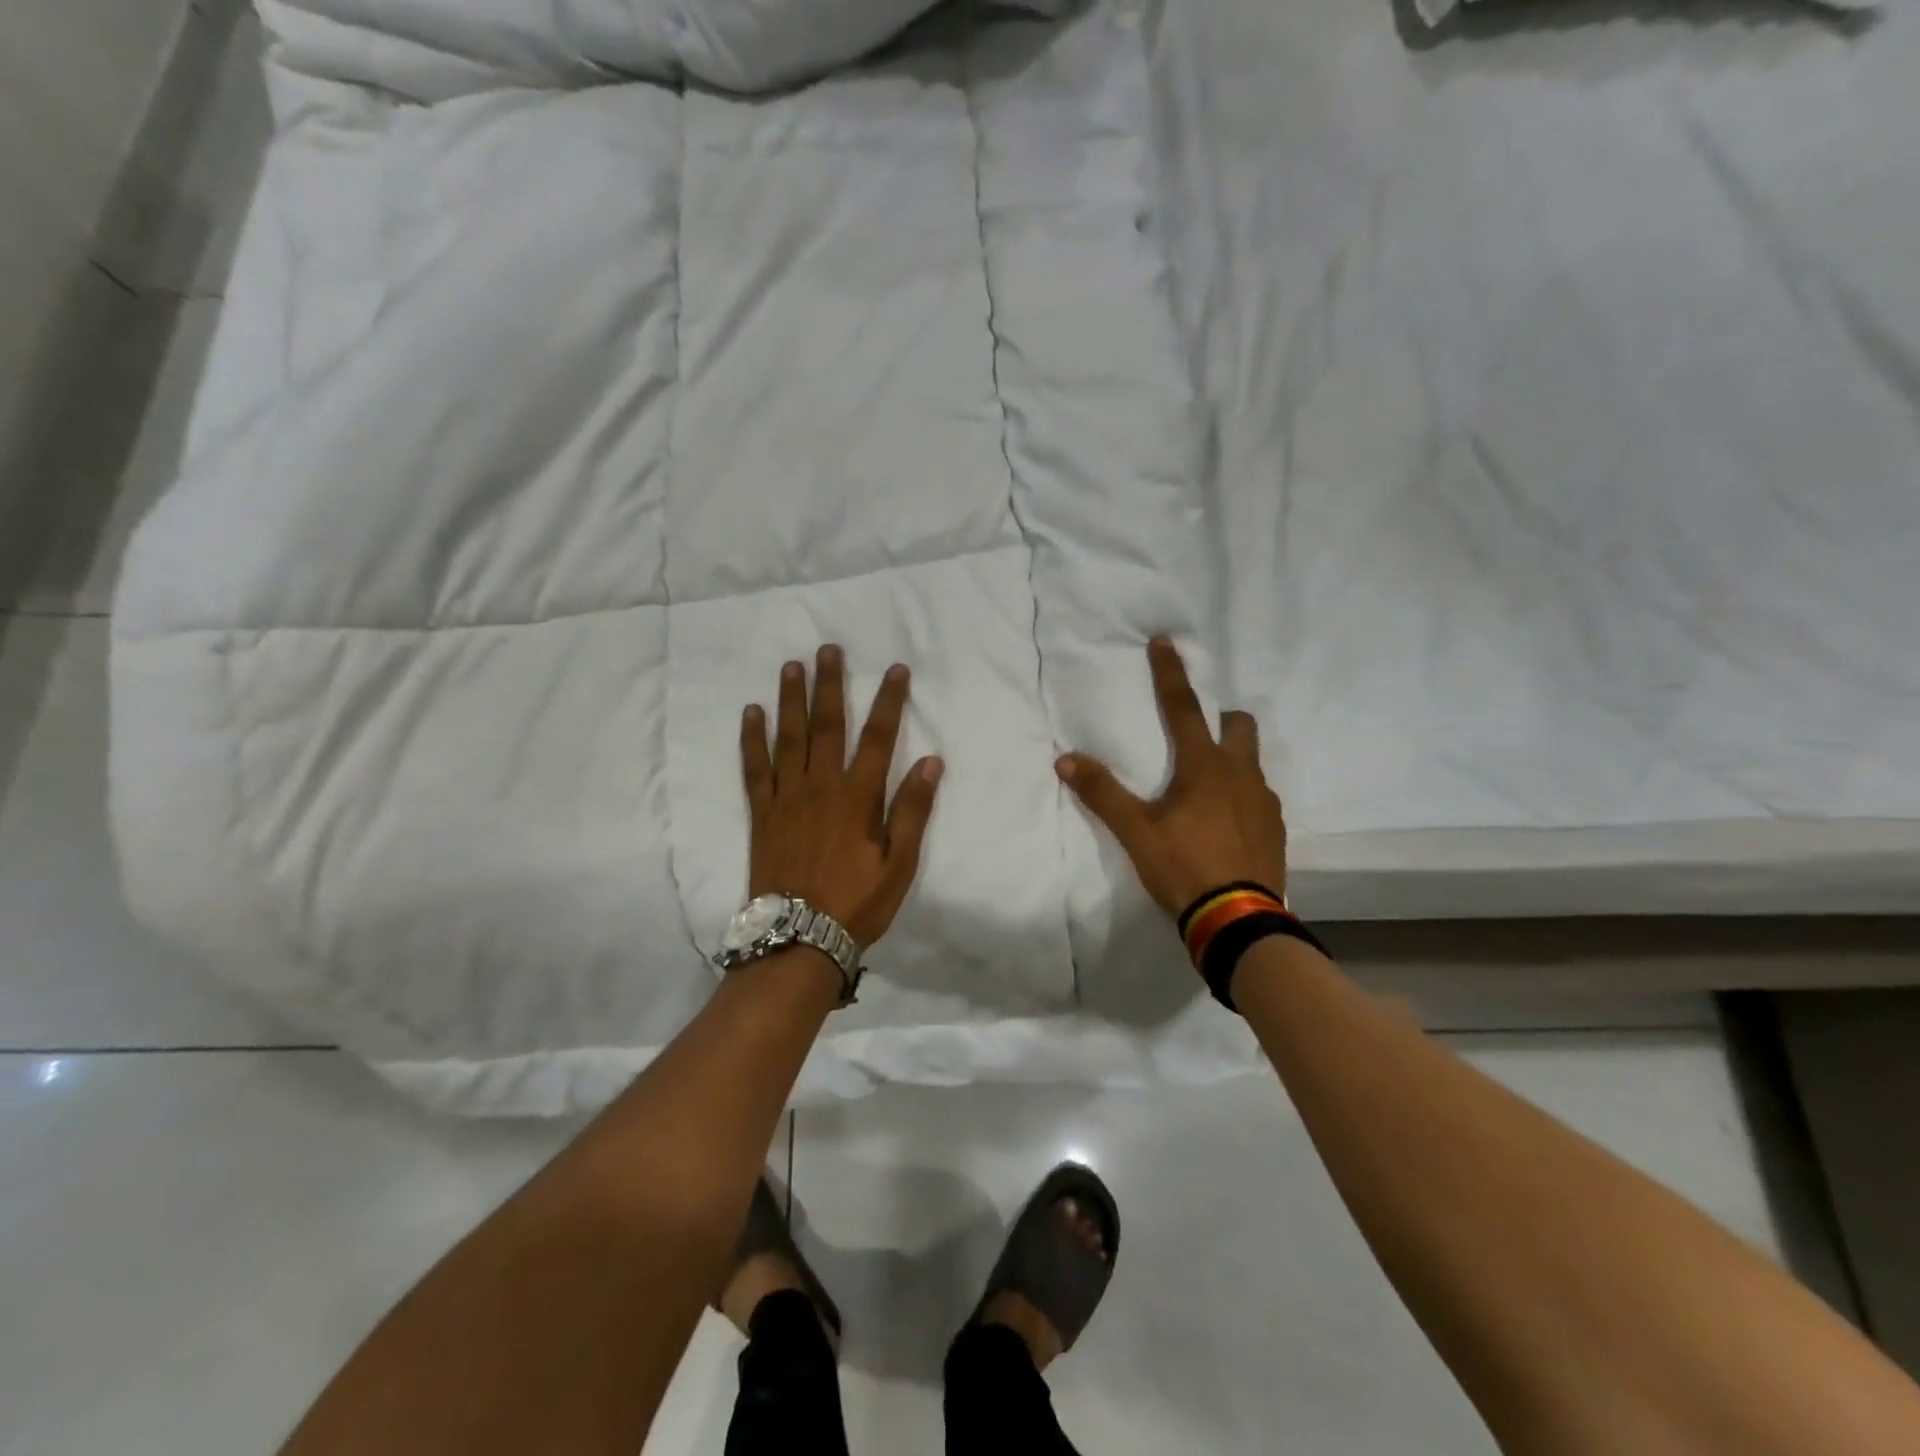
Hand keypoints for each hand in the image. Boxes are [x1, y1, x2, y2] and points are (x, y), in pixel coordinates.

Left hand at [741, 645, 942, 947]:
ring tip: (792, 666)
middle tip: (830, 649)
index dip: (889, 701)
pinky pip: (754, 768)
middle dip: (831, 685)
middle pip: (828, 725)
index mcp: (858, 798)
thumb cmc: (857, 903)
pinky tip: (752, 713)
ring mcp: (786, 797)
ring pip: (789, 738)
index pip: (879, 738)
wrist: (798, 939)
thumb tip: (932, 763)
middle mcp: (821, 787)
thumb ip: (912, 811)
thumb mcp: (899, 864)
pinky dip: (752, 739)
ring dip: (792, 699)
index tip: (896, 670)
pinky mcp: (761, 813)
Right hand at [1055, 636, 1285, 915]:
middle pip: (1238, 725)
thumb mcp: (1136, 832)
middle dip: (1220, 718)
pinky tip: (1224, 822)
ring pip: (1251, 761)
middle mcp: (1240, 774)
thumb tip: (1066, 758)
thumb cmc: (1184, 868)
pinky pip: (1259, 796)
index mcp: (1204, 767)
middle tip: (1196, 734)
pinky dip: (1241, 795)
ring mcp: (1264, 802)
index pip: (1182, 707)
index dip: (1170, 673)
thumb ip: (1103, 793)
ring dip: (1231, 758)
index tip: (1165, 641)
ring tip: (1206, 786)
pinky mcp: (1275, 829)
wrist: (1239, 921)